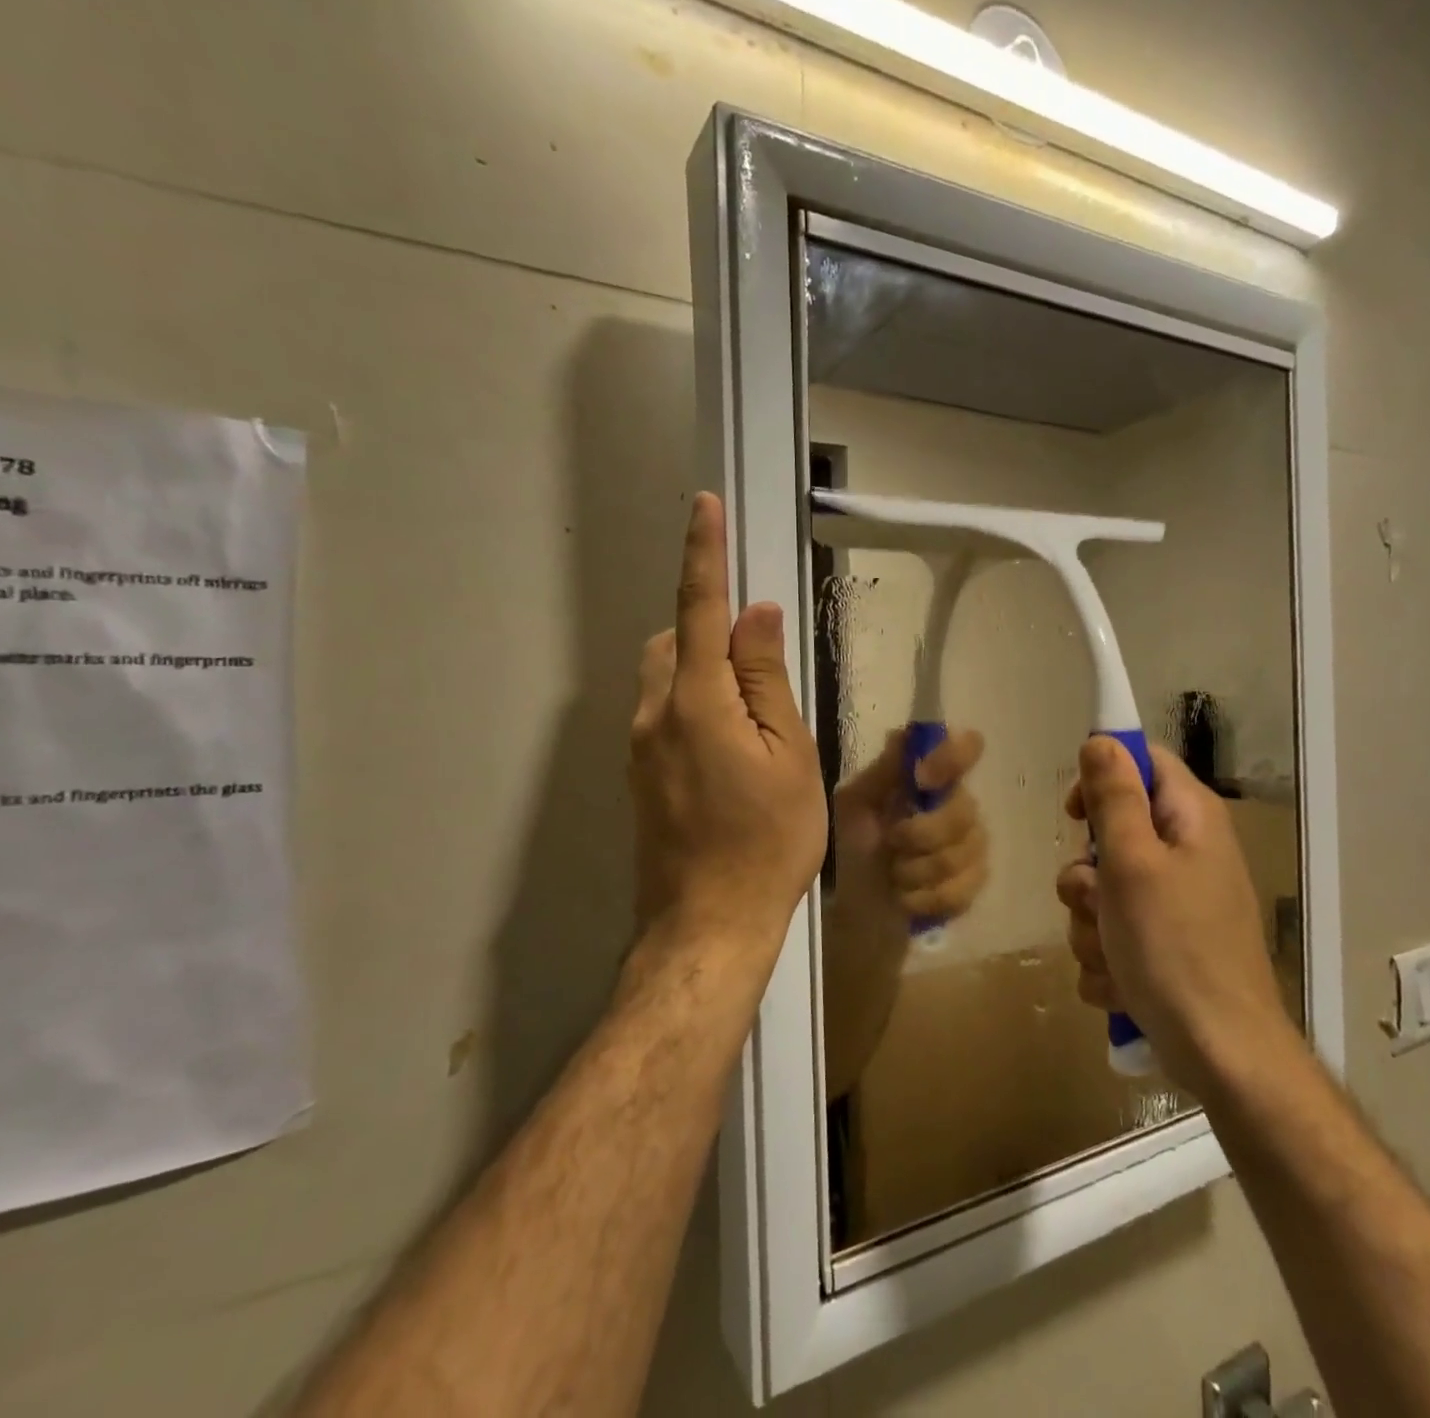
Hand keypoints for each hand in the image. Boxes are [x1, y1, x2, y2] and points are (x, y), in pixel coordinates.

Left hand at [630, 494, 826, 969]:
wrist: (708, 922)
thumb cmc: (768, 840)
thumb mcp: (789, 755)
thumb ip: (767, 679)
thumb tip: (756, 615)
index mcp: (697, 702)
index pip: (699, 609)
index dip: (704, 554)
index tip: (704, 507)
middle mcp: (654, 714)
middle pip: (673, 640)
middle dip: (709, 630)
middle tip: (763, 672)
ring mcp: (639, 747)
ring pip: (666, 678)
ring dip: (703, 672)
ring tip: (754, 723)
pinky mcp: (639, 775)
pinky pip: (664, 714)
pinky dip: (695, 706)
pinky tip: (731, 755)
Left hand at [833, 727, 989, 930]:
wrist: (850, 904)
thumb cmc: (850, 845)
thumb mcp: (855, 804)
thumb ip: (883, 772)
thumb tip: (905, 733)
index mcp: (931, 778)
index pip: (967, 748)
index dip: (953, 758)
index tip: (922, 779)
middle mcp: (958, 805)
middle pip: (965, 810)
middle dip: (921, 833)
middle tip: (891, 843)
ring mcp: (971, 847)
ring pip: (962, 854)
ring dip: (916, 870)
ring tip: (893, 875)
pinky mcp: (971, 887)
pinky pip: (962, 890)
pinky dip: (925, 897)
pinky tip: (906, 898)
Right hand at [1057, 738, 1292, 1096]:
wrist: (1222, 1055)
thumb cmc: (1175, 948)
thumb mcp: (1133, 863)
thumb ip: (1114, 798)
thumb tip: (1101, 739)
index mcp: (1190, 819)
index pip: (1141, 762)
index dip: (1102, 778)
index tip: (1074, 815)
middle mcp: (1187, 853)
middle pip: (1113, 832)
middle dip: (1087, 873)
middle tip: (1096, 899)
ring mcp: (1176, 903)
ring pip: (1104, 890)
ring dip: (1091, 923)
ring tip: (1111, 953)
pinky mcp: (1165, 945)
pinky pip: (1114, 933)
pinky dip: (1107, 957)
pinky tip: (1120, 983)